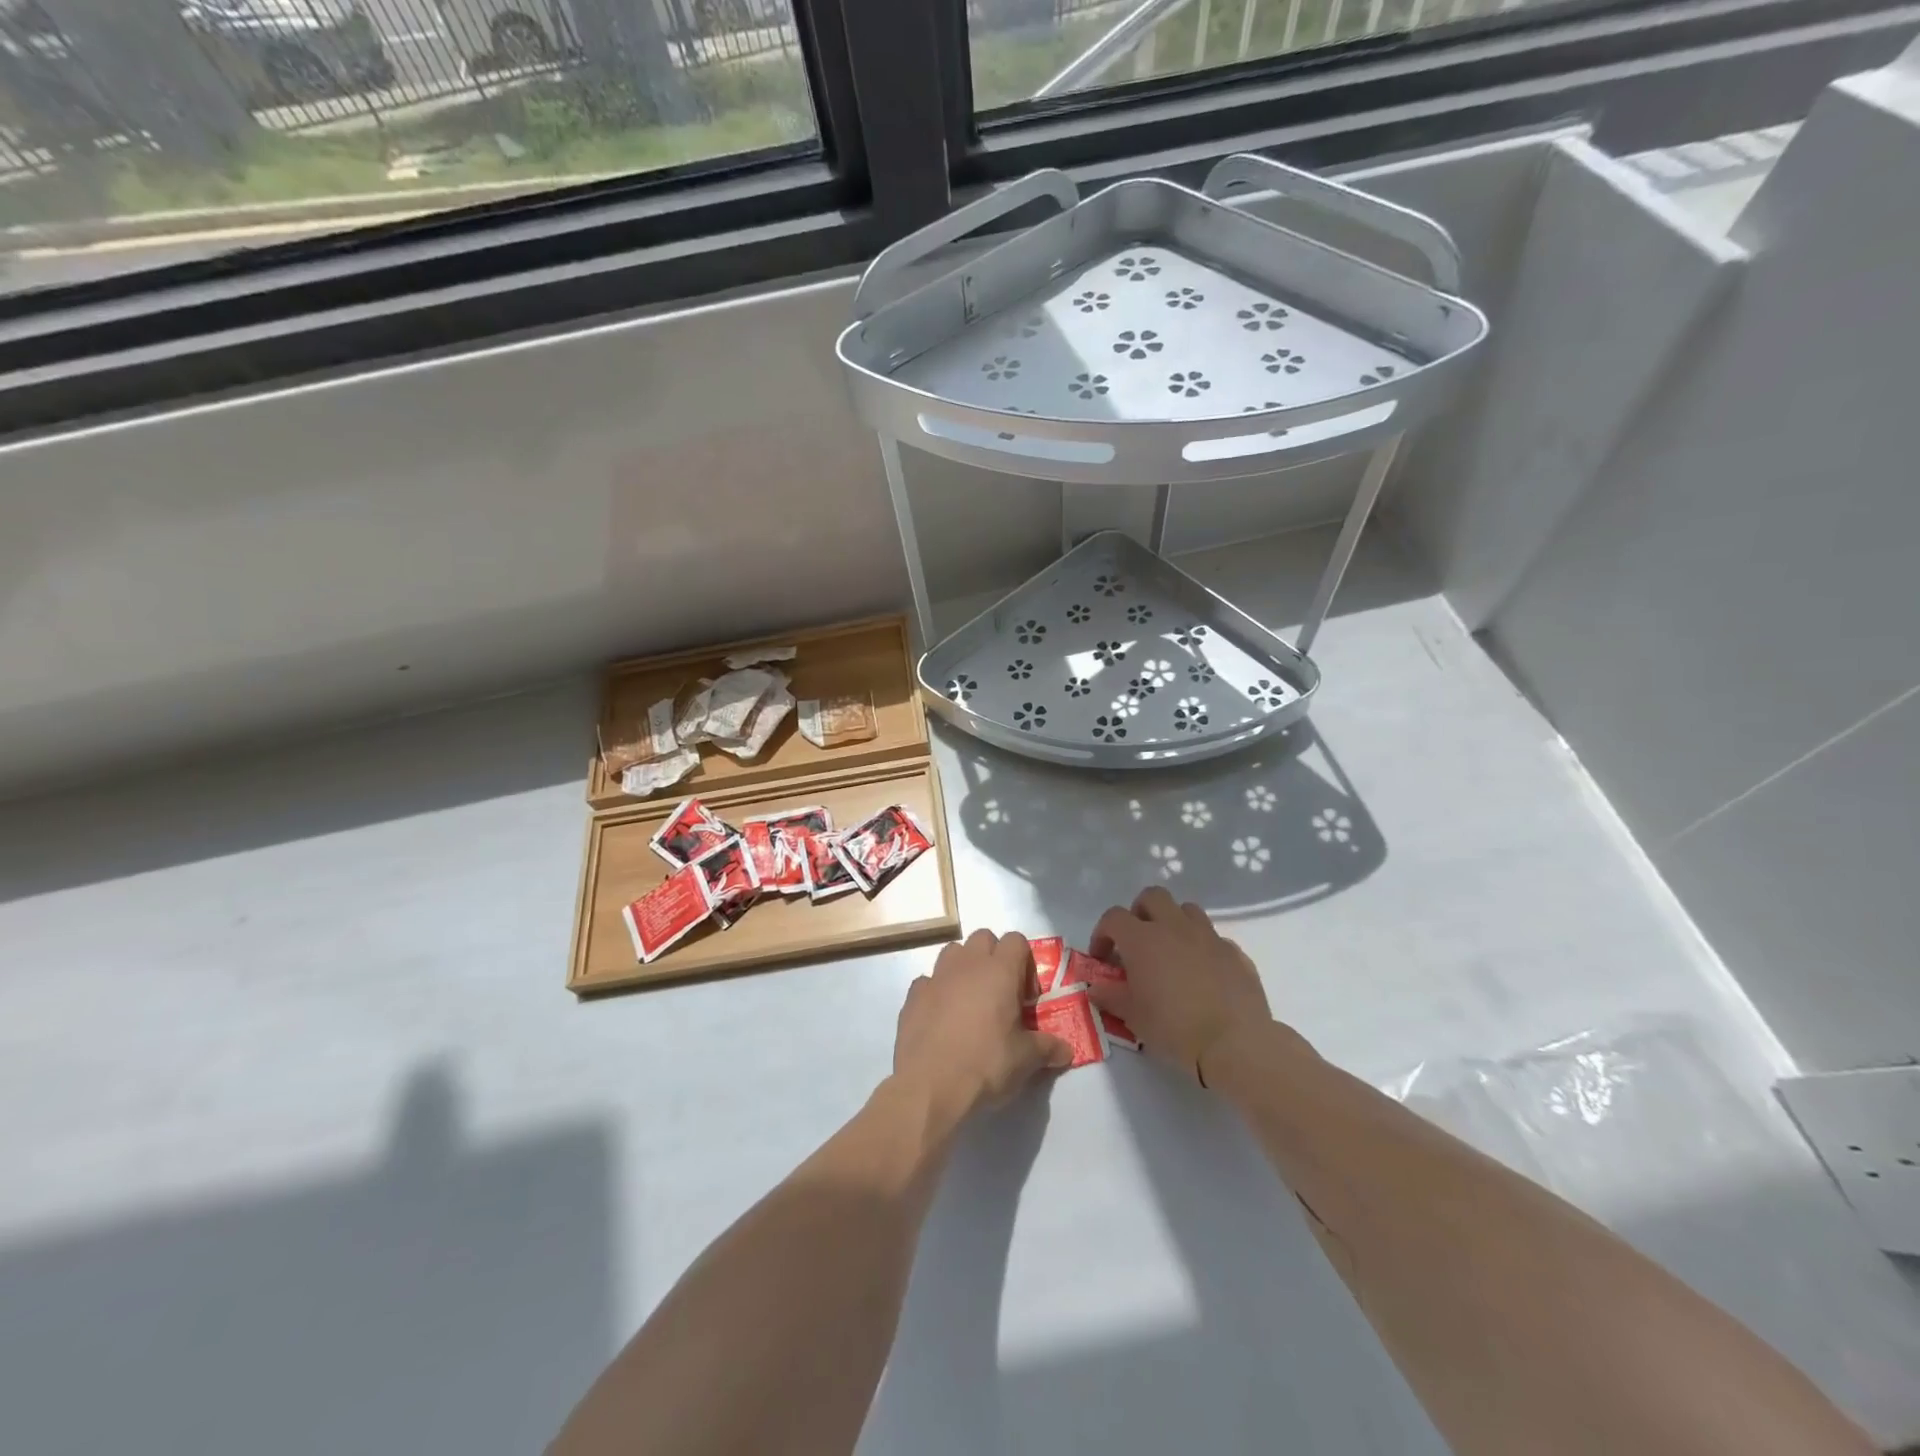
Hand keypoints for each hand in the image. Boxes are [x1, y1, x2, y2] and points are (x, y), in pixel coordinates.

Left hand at [892, 930, 1072, 1119]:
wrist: (930, 1086)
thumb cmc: (986, 1064)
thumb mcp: (1026, 1060)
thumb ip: (1048, 1048)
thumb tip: (1067, 1050)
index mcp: (999, 971)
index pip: (1016, 941)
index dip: (1025, 963)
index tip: (1026, 998)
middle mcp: (967, 964)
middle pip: (984, 938)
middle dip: (994, 958)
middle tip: (1000, 994)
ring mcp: (936, 976)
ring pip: (953, 952)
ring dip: (964, 968)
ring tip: (970, 1003)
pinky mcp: (912, 995)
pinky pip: (928, 981)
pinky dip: (937, 991)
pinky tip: (942, 1018)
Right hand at [1087, 887, 1273, 1085]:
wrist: (1234, 1042)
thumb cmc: (1174, 1027)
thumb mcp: (1132, 1016)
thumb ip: (1110, 996)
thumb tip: (1096, 988)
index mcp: (1142, 938)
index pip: (1113, 917)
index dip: (1103, 933)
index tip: (1102, 958)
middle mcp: (1174, 926)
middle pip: (1152, 897)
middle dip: (1140, 912)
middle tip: (1137, 942)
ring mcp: (1208, 936)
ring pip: (1186, 910)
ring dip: (1173, 923)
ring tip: (1171, 952)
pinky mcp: (1235, 952)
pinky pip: (1214, 938)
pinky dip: (1202, 947)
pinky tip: (1203, 974)